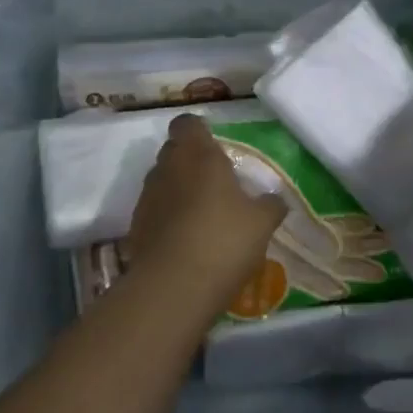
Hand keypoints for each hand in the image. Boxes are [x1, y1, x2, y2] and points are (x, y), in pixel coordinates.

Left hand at [125, 116, 287, 313]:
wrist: (173, 289)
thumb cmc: (223, 240)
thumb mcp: (261, 223)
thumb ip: (270, 205)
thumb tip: (277, 199)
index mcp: (198, 155)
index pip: (188, 123)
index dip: (199, 131)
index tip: (216, 145)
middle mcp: (167, 168)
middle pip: (174, 151)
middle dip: (191, 161)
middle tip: (216, 182)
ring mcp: (147, 198)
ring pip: (163, 181)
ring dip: (179, 190)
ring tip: (203, 215)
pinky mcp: (135, 228)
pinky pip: (154, 211)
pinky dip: (167, 218)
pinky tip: (186, 240)